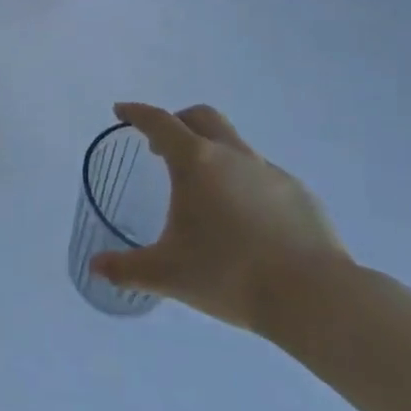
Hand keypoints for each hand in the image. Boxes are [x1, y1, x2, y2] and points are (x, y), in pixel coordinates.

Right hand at [92, 102, 350, 337]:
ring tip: (205, 192)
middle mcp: (233, 155)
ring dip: (213, 154)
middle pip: (201, 117)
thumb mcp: (168, 274)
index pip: (159, 121)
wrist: (314, 298)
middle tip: (161, 145)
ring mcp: (271, 172)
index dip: (136, 113)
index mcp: (196, 162)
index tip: (121, 112)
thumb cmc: (230, 275)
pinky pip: (263, 176)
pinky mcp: (300, 195)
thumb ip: (127, 268)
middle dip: (177, 122)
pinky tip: (246, 220)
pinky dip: (245, 183)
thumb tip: (96, 267)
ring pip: (235, 146)